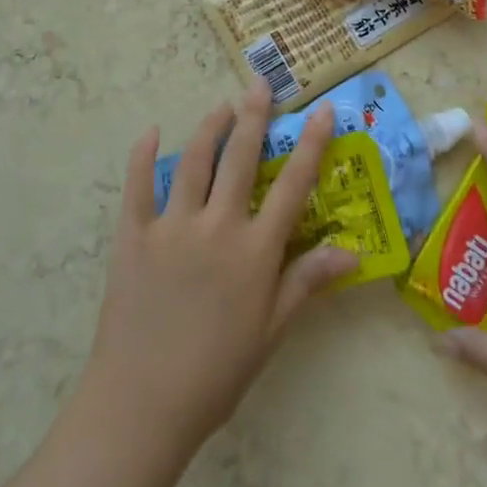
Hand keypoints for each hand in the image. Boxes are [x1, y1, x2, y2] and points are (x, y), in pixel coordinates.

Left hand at [75, 80, 357, 468]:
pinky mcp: (133, 235)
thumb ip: (307, 282)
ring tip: (221, 106)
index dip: (312, 144)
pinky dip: (142, 156)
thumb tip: (352, 252)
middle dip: (254, 116)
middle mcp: (217, 226)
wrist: (142, 403)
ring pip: (194, 162)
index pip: (292, 186)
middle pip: (240, 158)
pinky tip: (149, 133)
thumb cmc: (217, 373)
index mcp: (255, 251)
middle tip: (259, 84)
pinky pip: (137, 186)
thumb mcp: (271, 331)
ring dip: (209, 128)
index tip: (322, 110)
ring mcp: (172, 226)